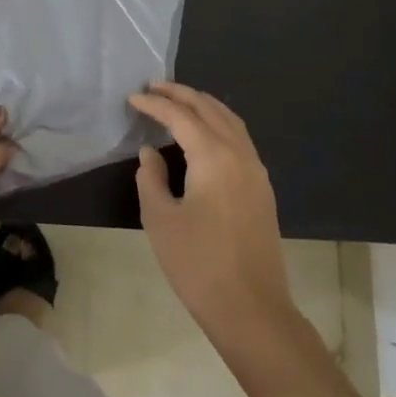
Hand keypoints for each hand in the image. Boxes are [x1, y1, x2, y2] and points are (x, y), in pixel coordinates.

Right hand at [129, 83, 297, 348]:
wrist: (251, 309)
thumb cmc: (198, 264)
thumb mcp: (161, 220)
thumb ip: (151, 177)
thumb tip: (151, 152)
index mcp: (214, 156)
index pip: (181, 116)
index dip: (155, 104)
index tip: (133, 98)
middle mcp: (239, 153)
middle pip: (209, 109)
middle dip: (181, 94)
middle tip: (153, 87)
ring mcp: (256, 170)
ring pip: (230, 120)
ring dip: (203, 105)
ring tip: (178, 101)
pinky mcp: (262, 187)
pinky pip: (240, 138)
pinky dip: (219, 123)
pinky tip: (204, 133)